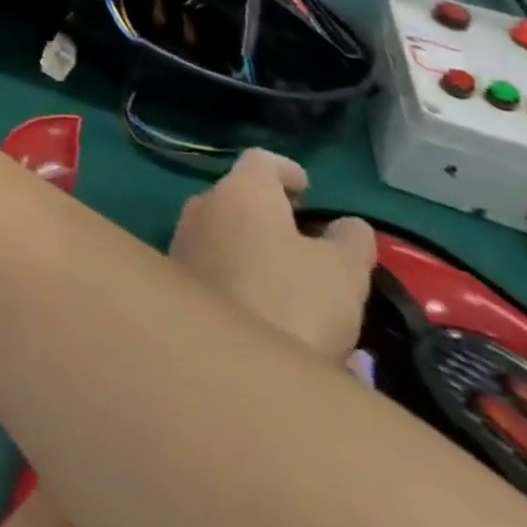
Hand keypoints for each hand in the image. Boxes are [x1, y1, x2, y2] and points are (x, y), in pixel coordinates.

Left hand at [168, 149, 375, 359]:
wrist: (226, 366)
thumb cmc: (292, 302)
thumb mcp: (344, 272)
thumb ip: (350, 240)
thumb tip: (348, 225)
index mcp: (239, 190)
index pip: (261, 160)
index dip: (288, 171)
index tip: (310, 192)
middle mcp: (202, 204)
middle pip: (240, 195)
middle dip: (272, 213)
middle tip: (306, 242)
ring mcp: (183, 239)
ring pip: (223, 229)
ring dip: (253, 244)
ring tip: (290, 279)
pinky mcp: (175, 277)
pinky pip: (211, 260)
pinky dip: (236, 271)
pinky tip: (261, 305)